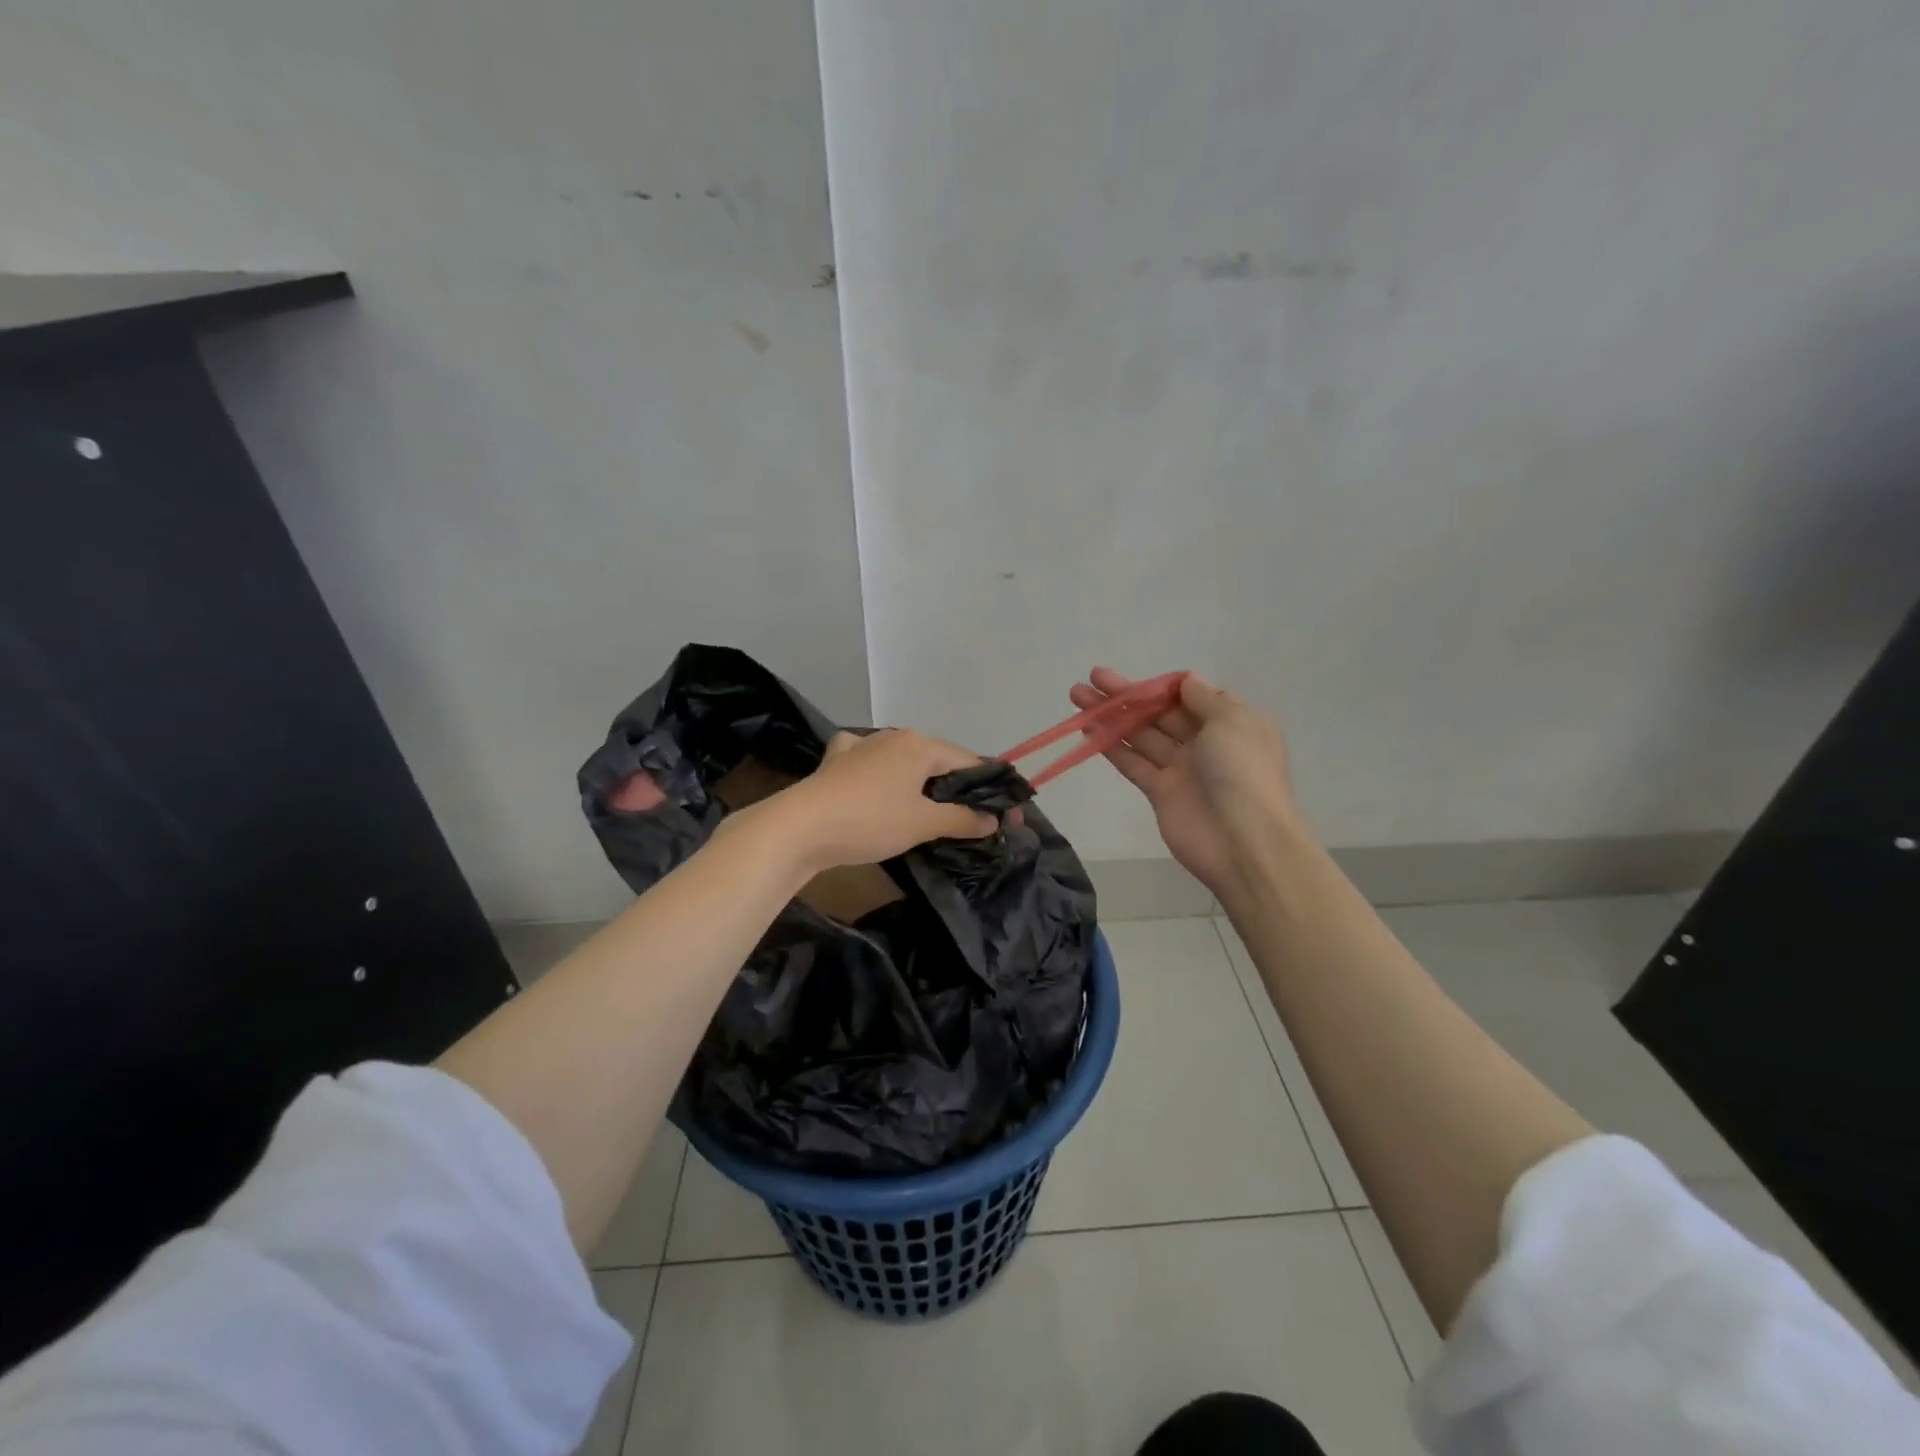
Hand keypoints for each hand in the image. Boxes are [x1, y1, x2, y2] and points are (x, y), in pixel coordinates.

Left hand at [771, 729, 998, 869]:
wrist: (801, 826)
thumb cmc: (871, 821)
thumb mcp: (923, 823)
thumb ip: (962, 819)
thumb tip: (993, 820)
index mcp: (920, 745)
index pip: (968, 762)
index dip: (989, 789)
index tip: (1003, 815)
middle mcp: (893, 736)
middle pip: (937, 760)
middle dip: (956, 787)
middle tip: (970, 818)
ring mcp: (862, 746)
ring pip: (903, 761)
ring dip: (920, 781)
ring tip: (929, 809)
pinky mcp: (837, 761)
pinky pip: (870, 762)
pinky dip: (881, 773)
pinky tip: (877, 784)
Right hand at [1068, 668, 1304, 899]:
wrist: (1244, 841)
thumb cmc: (1243, 771)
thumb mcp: (1233, 721)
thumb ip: (1204, 699)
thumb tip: (1186, 682)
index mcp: (1232, 723)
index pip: (1191, 697)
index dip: (1162, 686)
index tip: (1136, 678)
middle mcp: (1207, 742)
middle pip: (1160, 712)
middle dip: (1127, 695)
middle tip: (1093, 676)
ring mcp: (1182, 768)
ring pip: (1141, 734)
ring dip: (1111, 715)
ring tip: (1078, 695)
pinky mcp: (1160, 792)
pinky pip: (1133, 762)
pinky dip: (1112, 746)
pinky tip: (1088, 729)